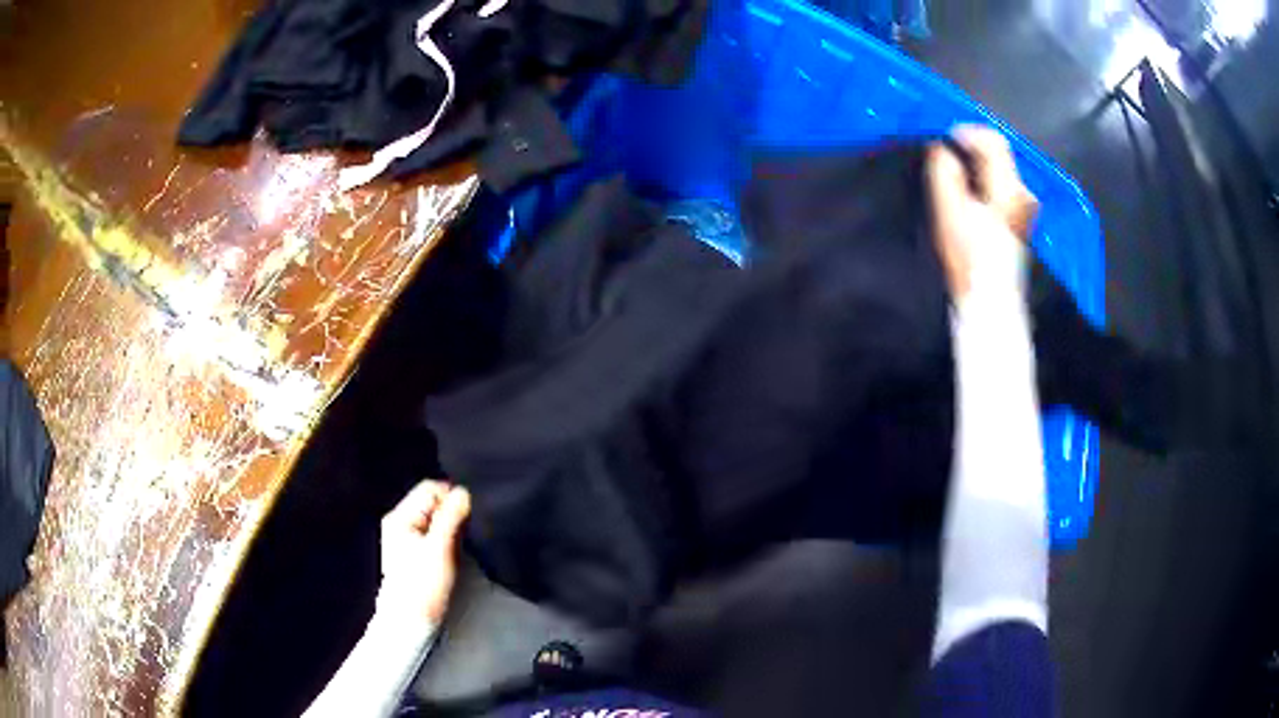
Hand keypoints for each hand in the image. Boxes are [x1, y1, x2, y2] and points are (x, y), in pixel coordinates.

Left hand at [376, 480, 471, 624]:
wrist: (411, 620)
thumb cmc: (423, 584)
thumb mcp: (439, 549)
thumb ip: (451, 518)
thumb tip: (464, 491)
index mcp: (400, 516)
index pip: (430, 488)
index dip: (451, 497)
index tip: (468, 516)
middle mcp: (400, 521)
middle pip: (432, 502)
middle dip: (452, 512)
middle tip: (466, 532)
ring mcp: (406, 537)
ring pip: (435, 519)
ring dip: (451, 527)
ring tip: (461, 544)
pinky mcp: (415, 552)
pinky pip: (434, 533)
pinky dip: (446, 538)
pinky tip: (453, 553)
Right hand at [927, 126, 1038, 300]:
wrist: (990, 302)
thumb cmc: (969, 259)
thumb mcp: (949, 211)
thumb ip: (945, 172)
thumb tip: (943, 150)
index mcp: (1008, 188)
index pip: (993, 140)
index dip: (966, 131)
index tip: (944, 138)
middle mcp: (1022, 194)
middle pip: (998, 153)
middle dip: (971, 148)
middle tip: (946, 156)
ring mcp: (1025, 209)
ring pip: (1000, 170)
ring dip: (977, 165)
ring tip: (954, 176)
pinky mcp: (1021, 221)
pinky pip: (1002, 186)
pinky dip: (984, 181)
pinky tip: (969, 196)